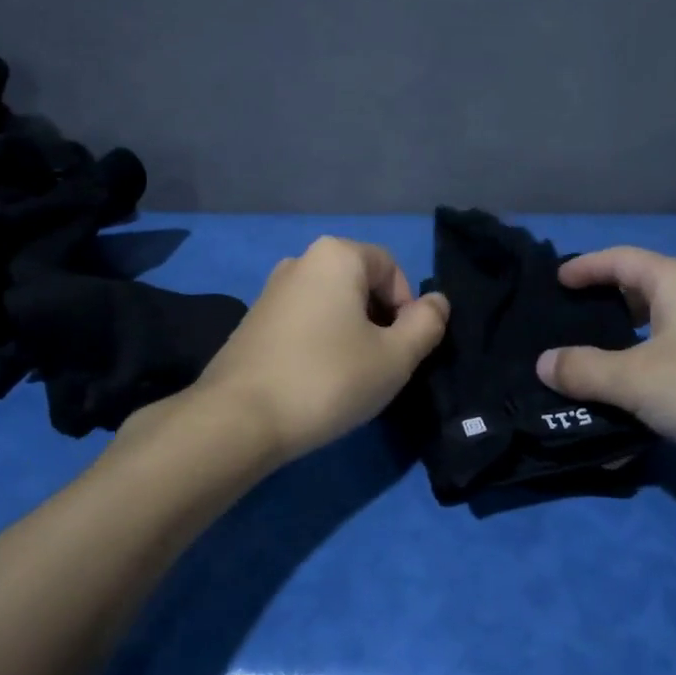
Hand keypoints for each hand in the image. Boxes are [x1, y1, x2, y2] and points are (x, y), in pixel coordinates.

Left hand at [191, 236, 448, 462]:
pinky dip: (320, 342)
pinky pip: (304, 321)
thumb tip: (437, 302)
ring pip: (332, 304)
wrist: (237, 419)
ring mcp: (271, 290)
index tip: (402, 350)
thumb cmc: (327, 379)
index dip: (407, 308)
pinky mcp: (252, 321)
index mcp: (336, 255)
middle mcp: (300, 260)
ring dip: (351, 333)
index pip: (391, 267)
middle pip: (360, 283)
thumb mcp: (395, 357)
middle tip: (380, 365)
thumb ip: (426, 325)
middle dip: (380, 320)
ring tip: (349, 376)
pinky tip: (316, 380)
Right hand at [534, 247, 675, 477]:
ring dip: (617, 353)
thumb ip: (584, 369)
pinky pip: (669, 371)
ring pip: (652, 338)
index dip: (585, 267)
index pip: (620, 259)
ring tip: (578, 371)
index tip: (554, 283)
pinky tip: (619, 410)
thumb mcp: (636, 378)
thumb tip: (544, 363)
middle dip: (599, 311)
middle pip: (636, 295)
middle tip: (559, 330)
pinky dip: (641, 383)